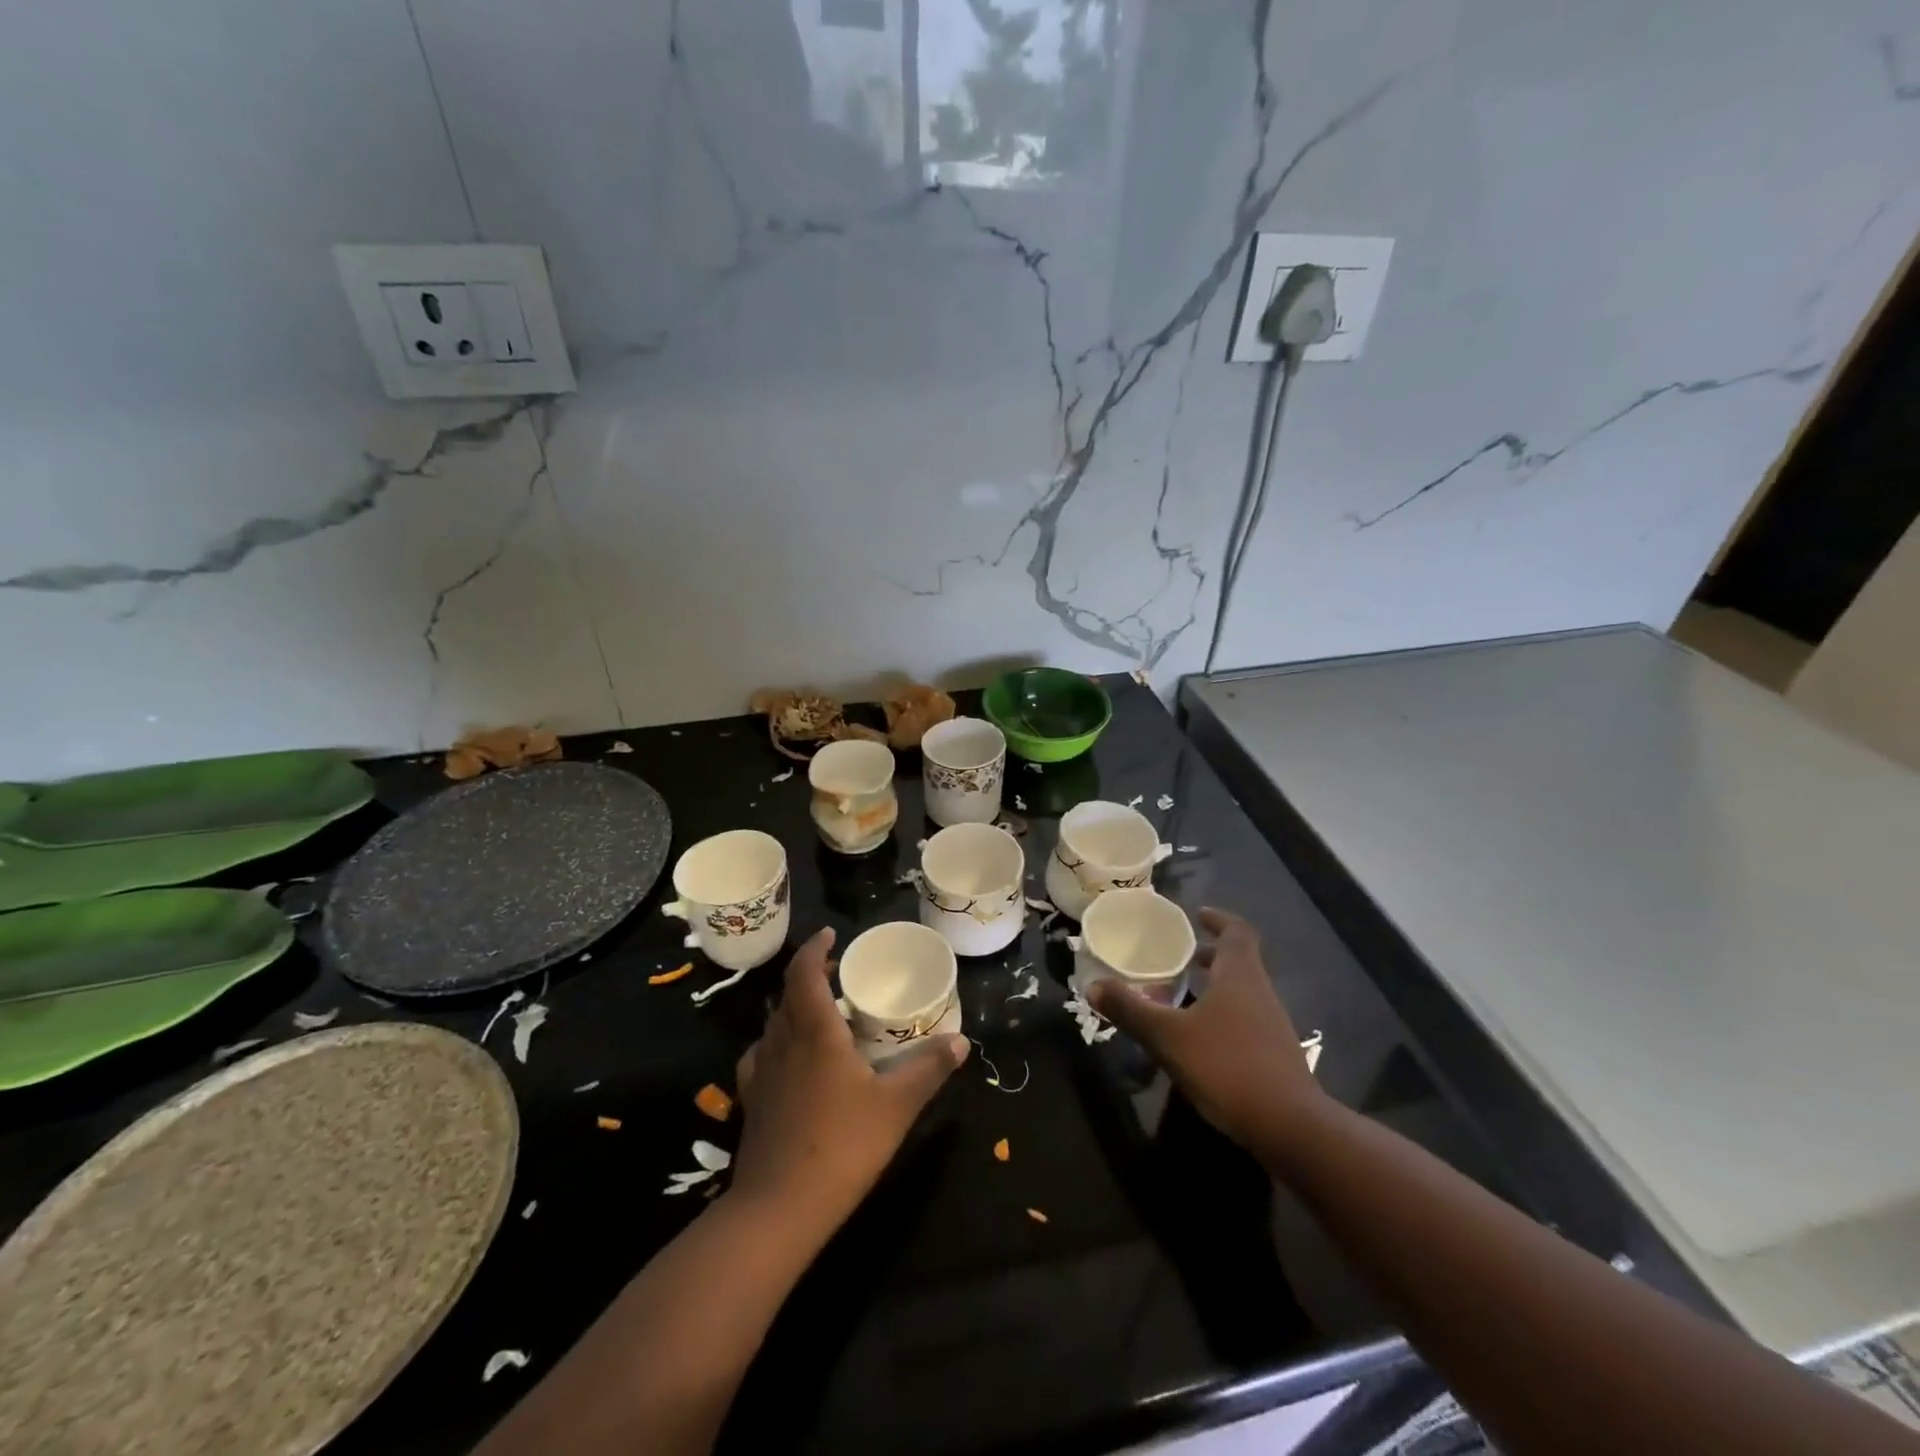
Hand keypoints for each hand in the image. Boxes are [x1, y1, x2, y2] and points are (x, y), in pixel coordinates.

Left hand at [729, 928, 968, 1234]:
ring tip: (822, 1014)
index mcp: (815, 1031)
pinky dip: (778, 1043)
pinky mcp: (750, 1100)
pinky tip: (791, 1061)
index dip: (816, 948)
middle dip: (811, 976)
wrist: (777, 1209)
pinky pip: (762, 1054)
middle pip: (788, 993)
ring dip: (794, 1008)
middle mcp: (782, 1041)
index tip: (832, 935)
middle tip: (838, 975)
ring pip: (774, 1023)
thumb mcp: (897, 1105)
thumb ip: (930, 1069)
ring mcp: (760, 1071)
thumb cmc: (842, 1145)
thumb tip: (962, 1042)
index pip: (804, 972)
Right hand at [1087, 908, 1325, 1161]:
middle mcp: (1260, 992)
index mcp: (1240, 975)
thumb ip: (1131, 1010)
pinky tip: (1198, 1036)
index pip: (1237, 931)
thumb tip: (1092, 985)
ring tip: (1180, 994)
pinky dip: (1221, 1014)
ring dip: (1214, 985)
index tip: (1196, 915)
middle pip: (1239, 960)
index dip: (1218, 919)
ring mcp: (1272, 1025)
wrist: (1290, 1128)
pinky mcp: (1274, 1054)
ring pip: (1241, 991)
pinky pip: (1245, 1019)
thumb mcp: (1169, 1037)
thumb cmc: (1228, 1066)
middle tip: (1177, 956)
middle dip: (1209, 955)